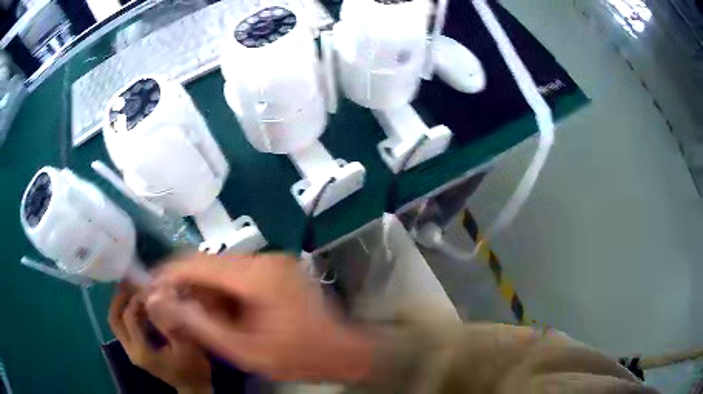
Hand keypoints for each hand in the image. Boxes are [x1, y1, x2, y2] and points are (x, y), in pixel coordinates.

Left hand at [109, 284, 211, 393]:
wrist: (194, 387)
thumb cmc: (192, 368)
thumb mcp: (185, 345)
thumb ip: (168, 321)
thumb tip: (156, 295)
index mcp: (141, 350)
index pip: (129, 317)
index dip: (137, 299)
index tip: (150, 287)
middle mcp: (131, 350)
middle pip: (114, 319)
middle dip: (119, 298)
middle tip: (129, 282)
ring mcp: (131, 351)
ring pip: (116, 322)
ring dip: (122, 304)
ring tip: (133, 288)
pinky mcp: (135, 350)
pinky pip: (124, 327)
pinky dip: (128, 312)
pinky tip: (141, 304)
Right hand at [145, 254, 374, 381]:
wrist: (342, 353)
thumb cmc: (297, 357)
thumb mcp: (243, 349)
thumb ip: (197, 325)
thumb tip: (157, 302)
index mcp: (256, 275)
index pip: (197, 263)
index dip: (168, 274)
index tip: (149, 289)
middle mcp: (263, 259)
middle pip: (208, 265)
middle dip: (185, 288)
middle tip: (171, 312)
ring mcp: (272, 263)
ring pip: (220, 271)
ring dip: (202, 293)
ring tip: (194, 319)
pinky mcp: (275, 271)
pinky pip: (236, 277)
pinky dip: (220, 294)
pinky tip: (219, 315)